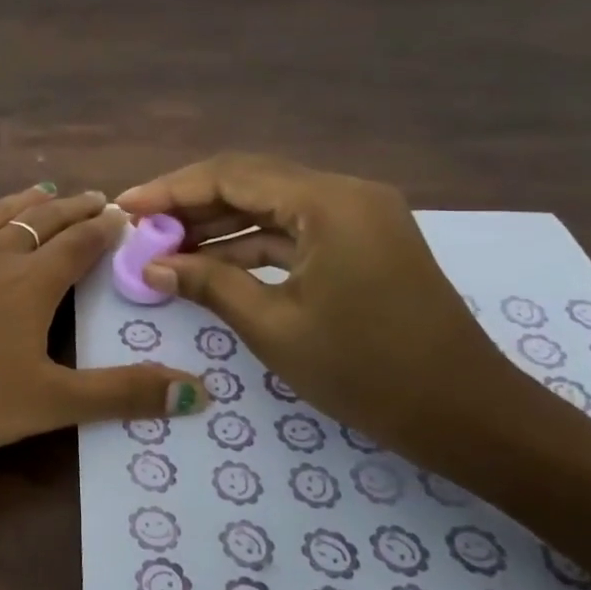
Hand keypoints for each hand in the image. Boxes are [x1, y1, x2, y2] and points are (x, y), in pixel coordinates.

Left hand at [0, 131, 209, 456]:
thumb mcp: (49, 404)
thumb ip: (123, 395)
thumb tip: (200, 395)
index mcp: (32, 285)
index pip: (81, 247)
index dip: (105, 231)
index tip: (124, 216)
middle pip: (43, 225)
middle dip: (74, 212)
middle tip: (96, 199)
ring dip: (24, 202)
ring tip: (45, 189)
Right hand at [116, 152, 517, 457]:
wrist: (466, 414)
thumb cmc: (366, 370)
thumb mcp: (274, 326)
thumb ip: (208, 284)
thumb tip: (150, 265)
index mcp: (328, 202)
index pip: (231, 175)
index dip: (170, 189)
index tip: (124, 207)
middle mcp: (345, 194)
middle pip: (250, 181)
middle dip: (189, 203)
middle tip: (139, 227)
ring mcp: (357, 217)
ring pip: (270, 205)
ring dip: (217, 223)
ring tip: (163, 246)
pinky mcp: (361, 242)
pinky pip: (293, 229)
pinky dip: (249, 243)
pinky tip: (209, 261)